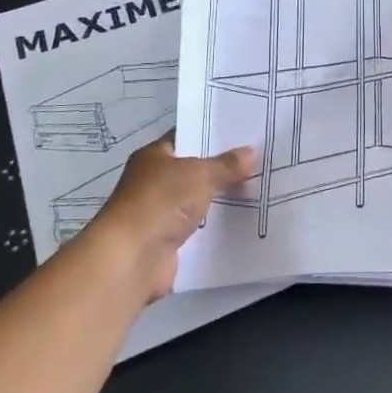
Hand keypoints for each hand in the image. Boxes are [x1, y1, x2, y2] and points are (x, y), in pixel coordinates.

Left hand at [90, 138, 257, 302]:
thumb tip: (251, 152)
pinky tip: (244, 220)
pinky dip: (216, 226)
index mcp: (154, 156)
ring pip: (198, 200)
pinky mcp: (168, 242)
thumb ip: (226, 164)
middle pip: (194, 170)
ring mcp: (160, 213)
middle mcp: (154, 182)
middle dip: (222, 169)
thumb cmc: (161, 202)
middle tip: (259, 161)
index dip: (213, 135)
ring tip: (259, 189)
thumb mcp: (200, 174)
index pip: (187, 137)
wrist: (132, 258)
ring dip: (221, 199)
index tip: (244, 134)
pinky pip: (199, 228)